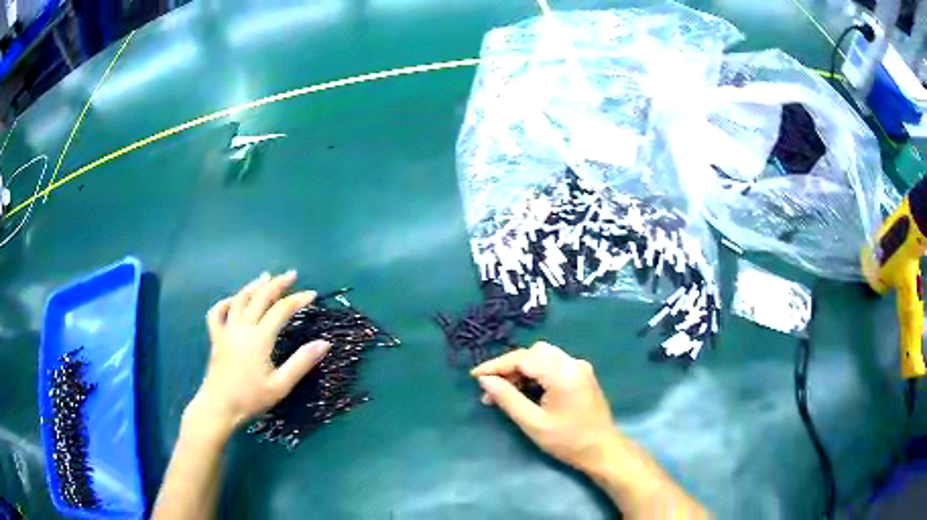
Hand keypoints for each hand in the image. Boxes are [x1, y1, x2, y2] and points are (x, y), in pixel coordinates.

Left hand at [187, 271, 330, 434]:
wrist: (219, 406)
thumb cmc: (251, 398)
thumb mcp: (281, 385)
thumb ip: (301, 362)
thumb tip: (325, 343)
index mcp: (259, 338)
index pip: (281, 310)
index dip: (298, 299)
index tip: (312, 294)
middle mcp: (242, 327)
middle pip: (260, 297)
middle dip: (277, 284)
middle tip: (291, 275)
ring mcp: (226, 330)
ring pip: (239, 299)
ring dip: (253, 286)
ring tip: (265, 277)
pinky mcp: (216, 337)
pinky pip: (217, 312)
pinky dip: (226, 302)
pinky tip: (233, 299)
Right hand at [471, 342, 618, 471]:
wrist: (601, 450)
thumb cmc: (567, 440)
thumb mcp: (533, 423)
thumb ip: (507, 399)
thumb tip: (485, 380)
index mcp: (562, 373)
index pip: (523, 358)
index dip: (496, 365)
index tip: (475, 376)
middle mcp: (573, 362)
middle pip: (534, 352)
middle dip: (510, 367)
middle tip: (492, 388)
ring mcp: (579, 367)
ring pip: (543, 357)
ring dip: (522, 370)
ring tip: (505, 392)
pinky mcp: (581, 374)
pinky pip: (553, 364)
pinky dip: (536, 373)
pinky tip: (525, 391)